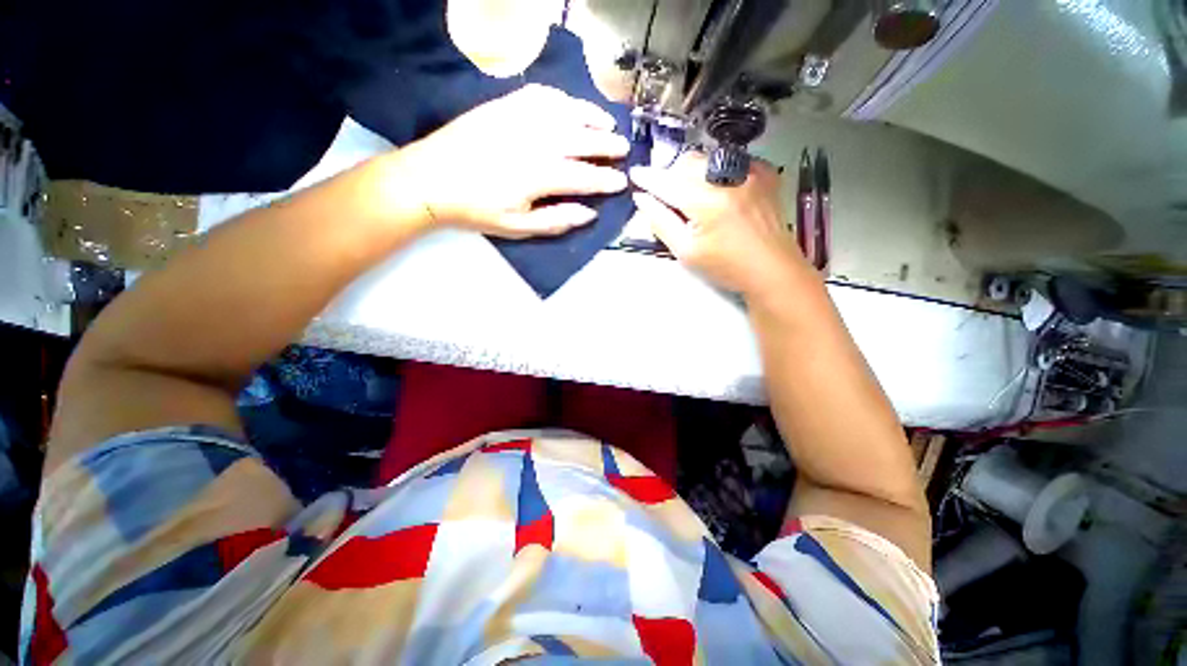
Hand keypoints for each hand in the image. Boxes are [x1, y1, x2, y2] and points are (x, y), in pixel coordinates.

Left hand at [391, 84, 629, 238]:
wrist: (431, 178)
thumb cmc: (477, 209)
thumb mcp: (518, 227)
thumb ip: (556, 220)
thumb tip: (589, 213)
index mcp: (540, 175)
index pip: (585, 177)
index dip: (606, 180)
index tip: (621, 182)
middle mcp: (536, 141)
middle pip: (582, 139)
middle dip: (607, 145)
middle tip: (623, 150)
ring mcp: (520, 118)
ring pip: (567, 112)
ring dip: (592, 116)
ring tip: (607, 122)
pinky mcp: (504, 105)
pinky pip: (541, 95)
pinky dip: (562, 99)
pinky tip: (570, 106)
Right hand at [629, 152, 812, 299]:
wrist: (772, 269)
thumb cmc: (725, 266)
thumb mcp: (686, 251)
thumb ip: (660, 222)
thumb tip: (642, 198)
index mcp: (706, 200)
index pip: (667, 181)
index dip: (648, 178)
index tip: (634, 174)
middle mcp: (728, 176)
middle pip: (687, 162)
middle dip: (671, 175)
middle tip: (667, 197)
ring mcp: (750, 170)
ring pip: (707, 158)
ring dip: (692, 172)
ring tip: (693, 197)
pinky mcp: (764, 172)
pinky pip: (729, 161)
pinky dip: (715, 172)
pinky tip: (718, 193)